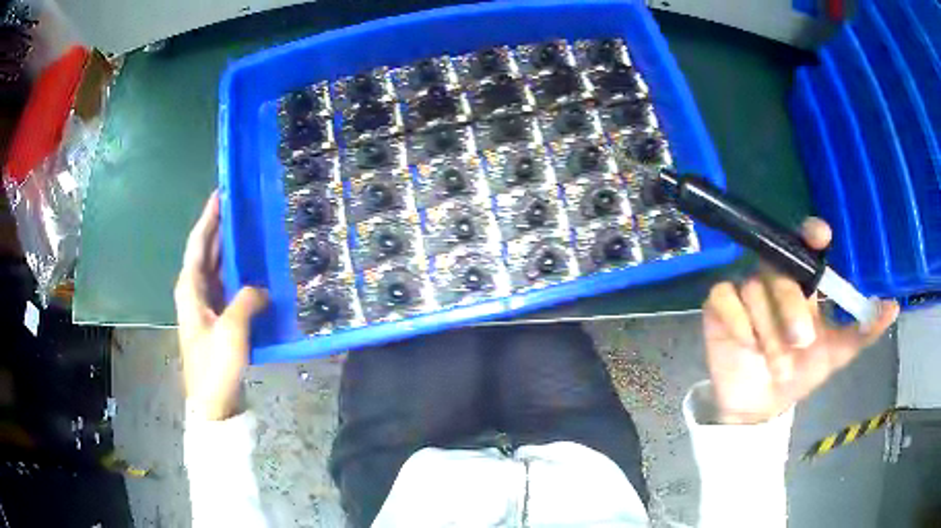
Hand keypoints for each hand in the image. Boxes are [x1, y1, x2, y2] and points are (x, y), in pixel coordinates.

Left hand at [174, 191, 267, 420]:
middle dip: (220, 227)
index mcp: (190, 288)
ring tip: (249, 229)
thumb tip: (261, 288)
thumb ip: (247, 300)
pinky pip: (226, 285)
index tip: (221, 192)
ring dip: (230, 249)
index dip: (209, 217)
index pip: (199, 243)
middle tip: (241, 205)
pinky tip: (253, 268)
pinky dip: (237, 272)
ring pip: (216, 268)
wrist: (213, 402)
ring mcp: (205, 305)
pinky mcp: (217, 318)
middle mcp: (194, 291)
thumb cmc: (215, 365)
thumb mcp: (232, 330)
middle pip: (206, 251)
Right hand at [702, 218, 898, 424]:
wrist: (763, 404)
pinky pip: (725, 299)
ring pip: (754, 291)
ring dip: (768, 333)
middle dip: (791, 307)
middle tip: (801, 342)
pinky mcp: (720, 305)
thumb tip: (894, 307)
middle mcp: (776, 278)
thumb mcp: (837, 355)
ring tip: (776, 364)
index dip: (810, 234)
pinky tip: (745, 344)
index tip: (821, 236)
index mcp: (804, 282)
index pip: (804, 242)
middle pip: (779, 270)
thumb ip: (863, 331)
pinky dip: (738, 323)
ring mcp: (746, 290)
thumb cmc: (802, 373)